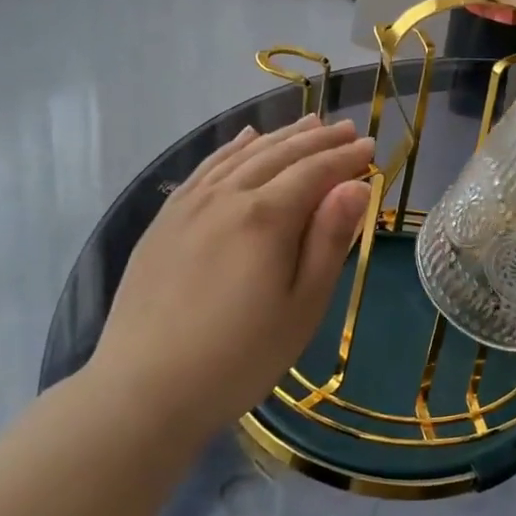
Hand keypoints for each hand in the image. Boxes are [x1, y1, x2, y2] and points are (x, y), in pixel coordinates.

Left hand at [90, 116, 374, 435]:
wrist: (144, 390)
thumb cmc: (240, 356)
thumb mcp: (303, 306)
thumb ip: (329, 240)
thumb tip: (357, 186)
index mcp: (266, 218)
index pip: (315, 172)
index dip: (346, 157)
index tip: (371, 146)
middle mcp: (227, 197)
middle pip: (280, 155)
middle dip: (318, 140)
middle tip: (346, 128)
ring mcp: (190, 205)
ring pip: (242, 156)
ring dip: (280, 137)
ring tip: (308, 125)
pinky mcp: (165, 220)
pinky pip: (205, 169)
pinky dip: (231, 149)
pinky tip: (245, 140)